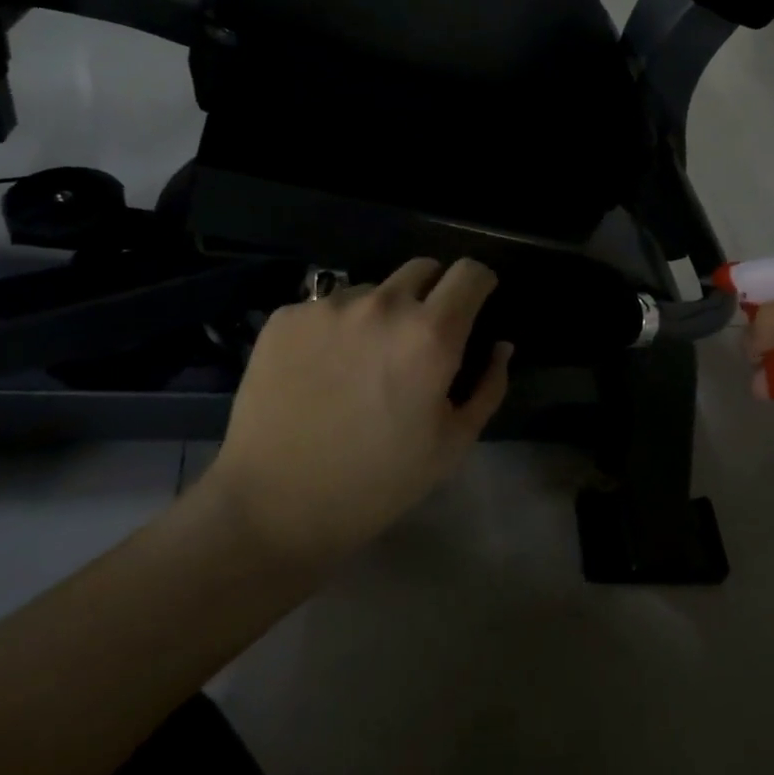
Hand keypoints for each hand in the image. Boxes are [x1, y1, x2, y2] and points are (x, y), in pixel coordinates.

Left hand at [203, 258, 512, 568]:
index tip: (475, 306)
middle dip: (433, 293)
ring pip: (374, 290)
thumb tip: (499, 345)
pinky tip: (322, 371)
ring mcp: (329, 307)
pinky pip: (327, 308)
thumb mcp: (452, 444)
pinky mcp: (286, 317)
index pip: (470, 272)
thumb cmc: (377, 482)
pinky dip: (336, 329)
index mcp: (430, 333)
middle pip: (423, 268)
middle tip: (420, 339)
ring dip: (381, 314)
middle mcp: (382, 304)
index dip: (479, 285)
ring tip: (363, 363)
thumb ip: (488, 385)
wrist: (274, 506)